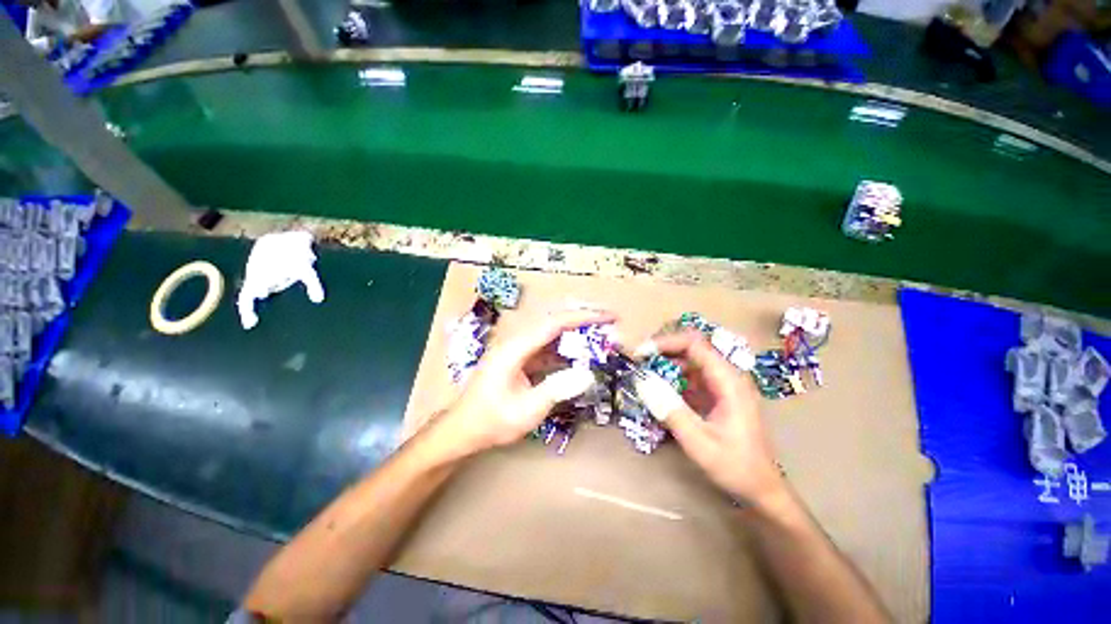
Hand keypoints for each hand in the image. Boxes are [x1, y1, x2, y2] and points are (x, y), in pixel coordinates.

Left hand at [433, 308, 614, 459]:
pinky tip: (581, 354)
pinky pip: (547, 347)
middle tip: (610, 320)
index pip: (554, 323)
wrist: (463, 430)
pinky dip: (566, 348)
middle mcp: (516, 341)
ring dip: (576, 332)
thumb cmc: (491, 421)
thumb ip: (556, 390)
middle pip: (553, 321)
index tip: (608, 317)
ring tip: (601, 334)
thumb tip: (588, 374)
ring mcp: (518, 349)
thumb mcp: (525, 411)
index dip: (583, 317)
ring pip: (552, 333)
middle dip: (582, 317)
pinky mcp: (521, 359)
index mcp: (514, 348)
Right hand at [635, 330, 785, 505]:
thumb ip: (670, 410)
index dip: (665, 343)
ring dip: (665, 366)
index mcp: (728, 381)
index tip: (641, 354)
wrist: (761, 489)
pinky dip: (671, 380)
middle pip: (690, 349)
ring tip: (643, 376)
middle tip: (638, 363)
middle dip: (662, 352)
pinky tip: (658, 392)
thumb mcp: (699, 442)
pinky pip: (690, 378)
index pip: (694, 345)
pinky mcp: (715, 395)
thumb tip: (641, 381)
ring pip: (688, 362)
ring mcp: (721, 385)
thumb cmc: (735, 466)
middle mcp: (726, 376)